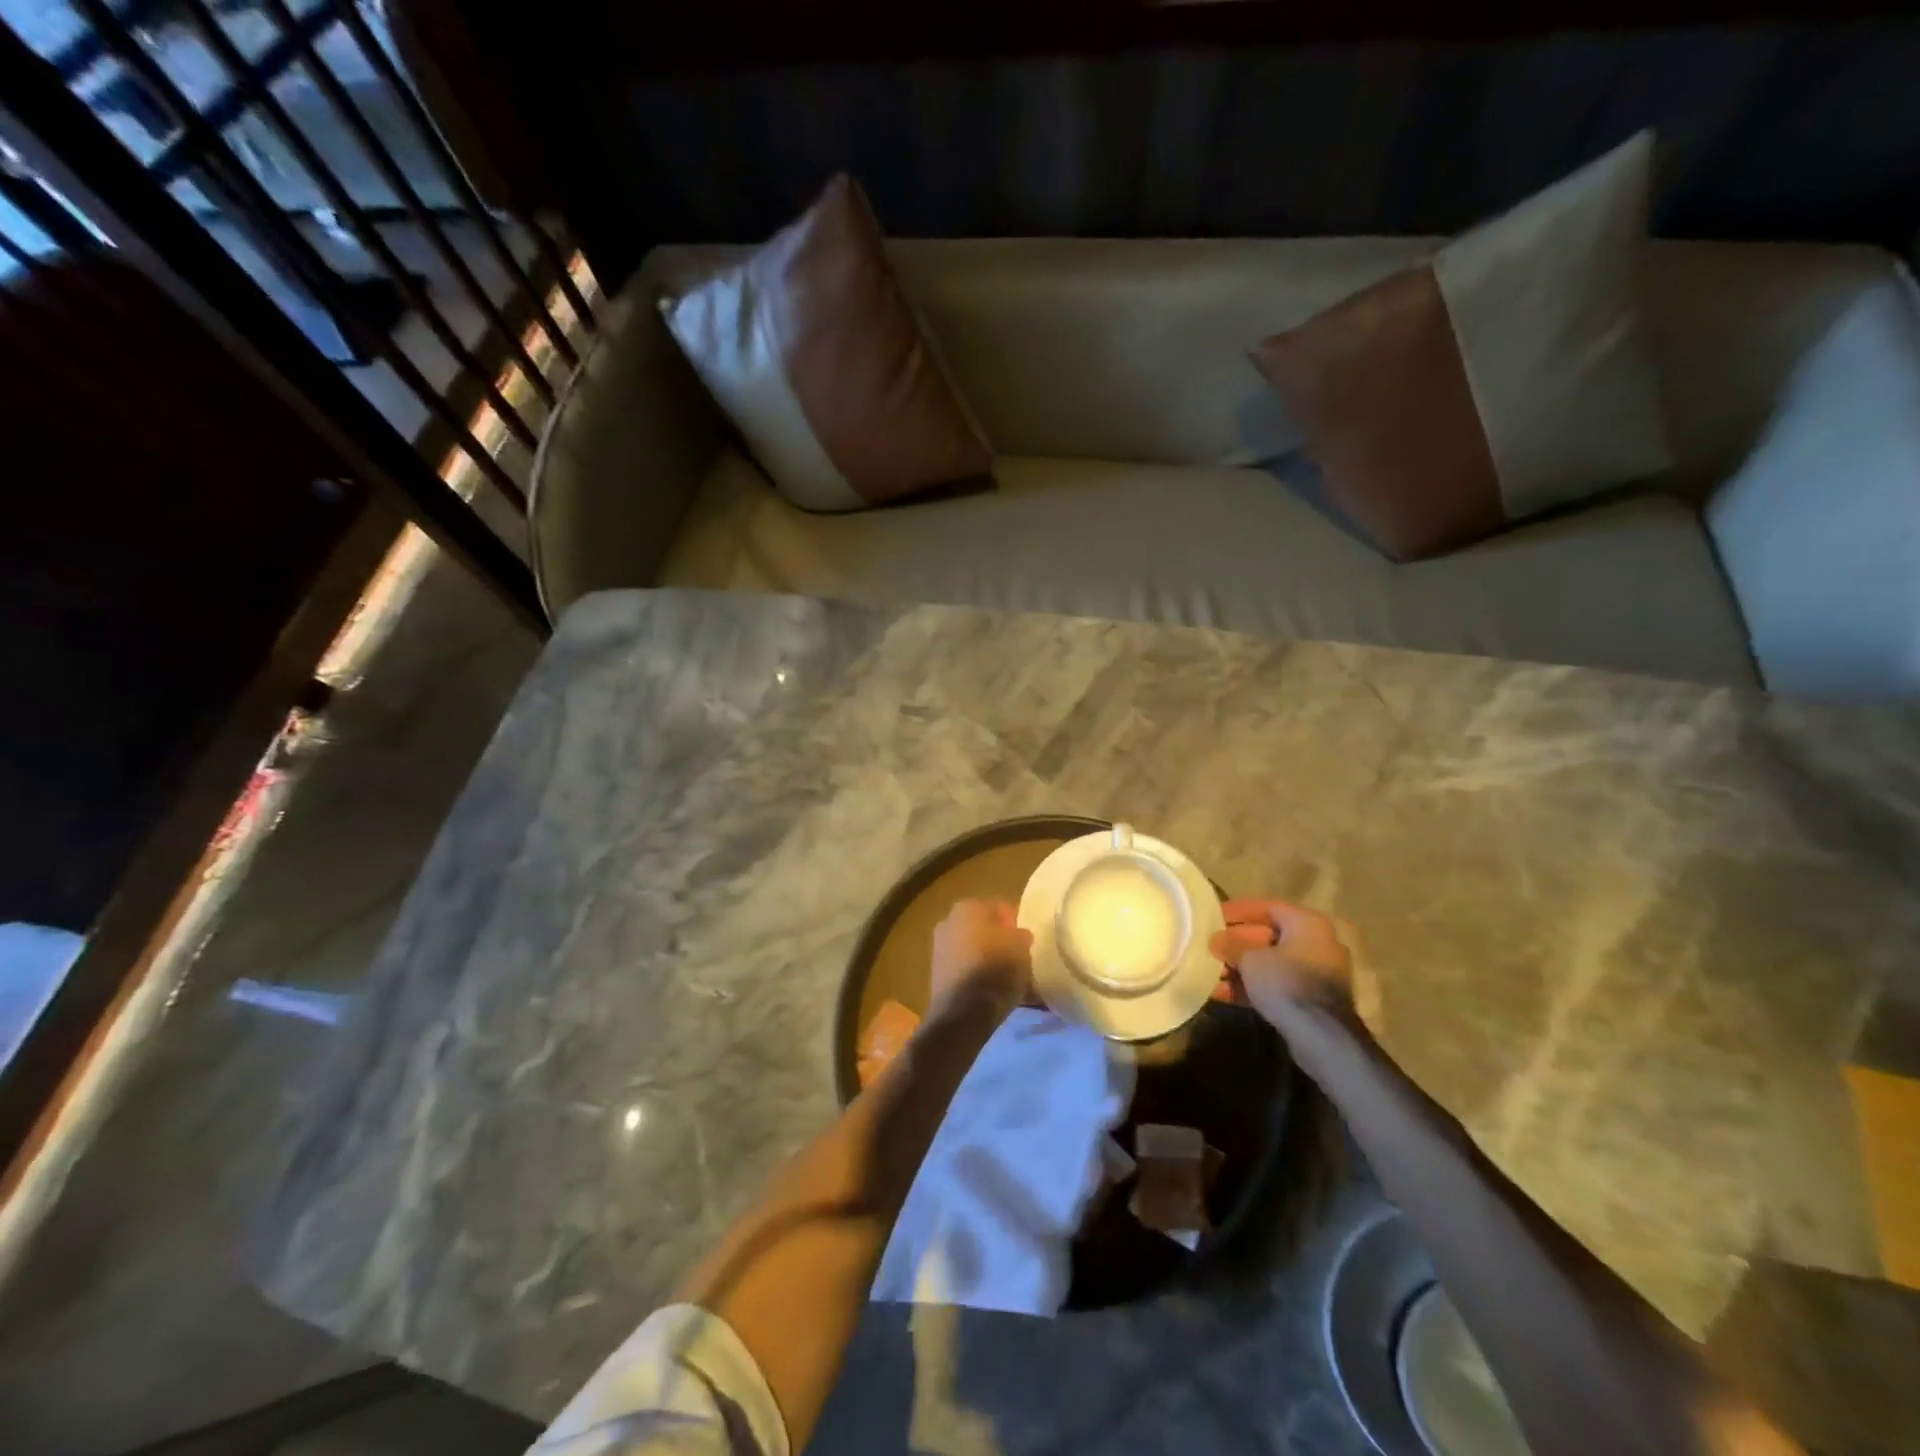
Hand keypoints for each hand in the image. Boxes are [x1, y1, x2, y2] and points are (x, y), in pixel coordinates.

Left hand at [929, 899, 1032, 1021]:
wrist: (963, 1012)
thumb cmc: (995, 969)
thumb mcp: (1021, 947)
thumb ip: (1021, 935)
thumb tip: (1018, 935)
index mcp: (968, 906)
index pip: (999, 908)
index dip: (1015, 924)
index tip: (1026, 941)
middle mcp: (948, 920)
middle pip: (983, 927)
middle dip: (998, 939)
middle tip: (1017, 957)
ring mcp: (938, 947)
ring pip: (972, 947)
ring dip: (987, 956)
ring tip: (1006, 975)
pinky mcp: (936, 972)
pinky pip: (964, 966)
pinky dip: (975, 973)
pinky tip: (990, 988)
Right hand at [1209, 899, 1359, 1027]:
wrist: (1322, 1035)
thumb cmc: (1286, 981)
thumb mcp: (1250, 959)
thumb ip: (1231, 945)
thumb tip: (1216, 940)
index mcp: (1307, 924)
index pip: (1267, 907)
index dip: (1238, 911)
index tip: (1214, 917)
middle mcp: (1317, 943)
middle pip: (1268, 937)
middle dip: (1236, 944)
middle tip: (1210, 947)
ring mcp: (1317, 974)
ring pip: (1271, 964)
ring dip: (1241, 968)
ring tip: (1210, 973)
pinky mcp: (1312, 1001)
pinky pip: (1277, 985)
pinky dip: (1253, 987)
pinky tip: (1223, 994)